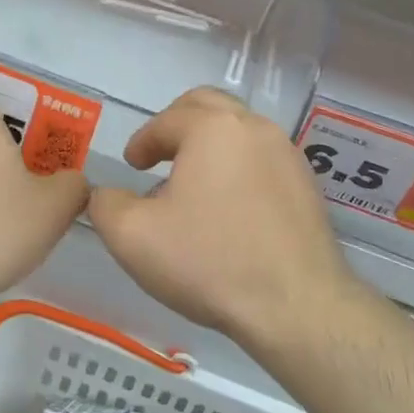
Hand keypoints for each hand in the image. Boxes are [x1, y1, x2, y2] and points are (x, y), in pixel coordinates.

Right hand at [87, 88, 351, 348]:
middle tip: (160, 154)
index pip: (166, 120)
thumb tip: (107, 195)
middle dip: (178, 125)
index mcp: (212, 128)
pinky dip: (238, 168)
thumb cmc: (210, 261)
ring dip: (209, 146)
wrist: (297, 307)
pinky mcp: (307, 185)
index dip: (142, 141)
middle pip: (208, 106)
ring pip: (239, 131)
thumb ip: (106, 205)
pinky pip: (262, 159)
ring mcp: (287, 154)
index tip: (132, 165)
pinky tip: (228, 208)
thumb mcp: (133, 237)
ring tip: (192, 185)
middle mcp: (254, 127)